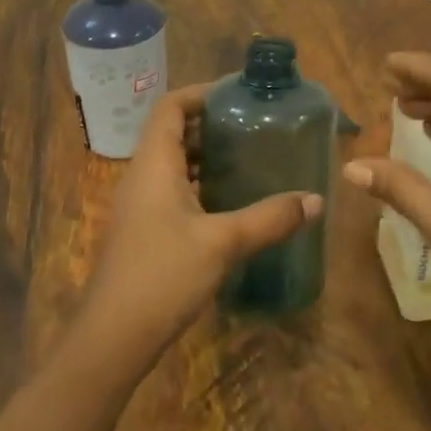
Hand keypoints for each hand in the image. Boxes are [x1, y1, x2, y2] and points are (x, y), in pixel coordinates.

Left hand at [81, 84, 322, 367]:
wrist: (114, 336)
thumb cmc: (163, 275)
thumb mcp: (223, 242)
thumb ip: (270, 218)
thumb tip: (316, 200)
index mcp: (154, 164)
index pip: (170, 107)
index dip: (200, 93)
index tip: (238, 95)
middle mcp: (142, 176)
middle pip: (172, 132)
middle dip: (210, 124)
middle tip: (254, 125)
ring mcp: (140, 205)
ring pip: (173, 164)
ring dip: (206, 156)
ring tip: (248, 157)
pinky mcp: (145, 230)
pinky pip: (173, 190)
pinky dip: (200, 184)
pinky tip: (231, 202)